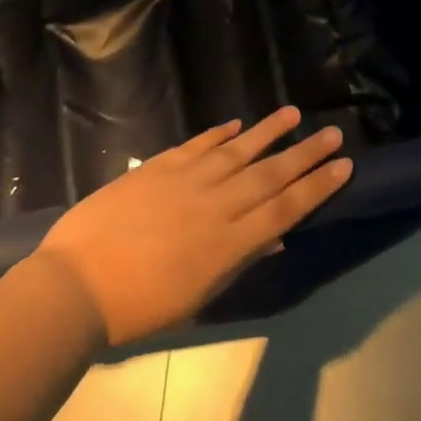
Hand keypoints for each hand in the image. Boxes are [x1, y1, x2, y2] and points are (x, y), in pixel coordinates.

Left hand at [35, 107, 352, 346]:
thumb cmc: (139, 307)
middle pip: (270, 174)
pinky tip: (236, 124)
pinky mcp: (158, 167)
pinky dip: (218, 133)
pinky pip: (197, 145)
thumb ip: (237, 262)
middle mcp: (215, 204)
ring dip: (268, 132)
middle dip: (305, 153)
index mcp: (229, 243)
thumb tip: (274, 238)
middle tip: (333, 132)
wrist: (77, 285)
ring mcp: (186, 180)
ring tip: (293, 113)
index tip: (343, 165)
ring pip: (237, 151)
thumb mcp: (197, 297)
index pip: (285, 208)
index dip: (317, 186)